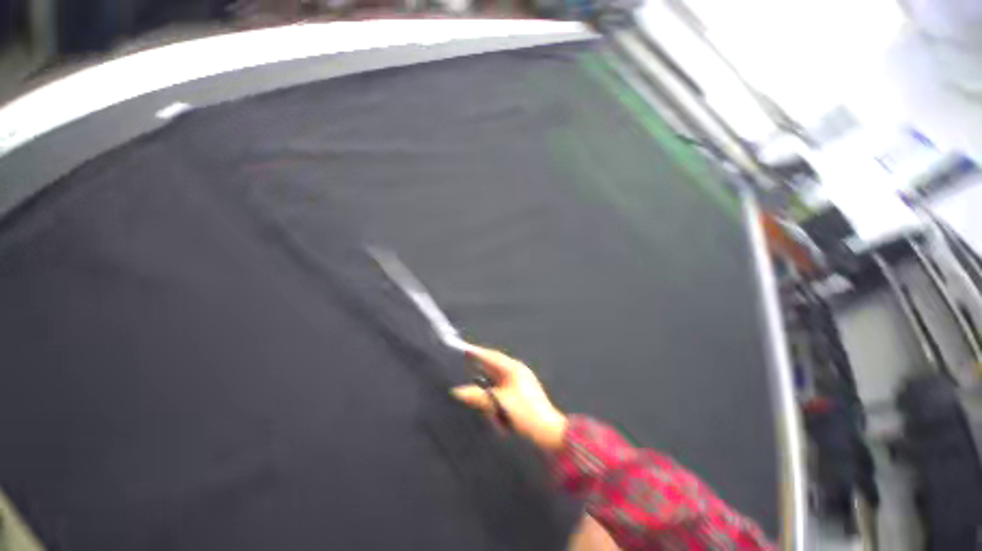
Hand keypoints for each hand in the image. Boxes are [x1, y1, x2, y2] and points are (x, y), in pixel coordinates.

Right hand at [451, 343, 567, 452]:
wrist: (548, 431)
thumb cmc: (524, 413)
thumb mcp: (499, 404)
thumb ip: (477, 396)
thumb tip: (457, 391)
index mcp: (514, 368)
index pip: (492, 356)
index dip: (477, 353)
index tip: (464, 349)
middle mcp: (517, 371)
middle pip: (494, 367)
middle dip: (481, 371)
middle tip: (468, 371)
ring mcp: (520, 381)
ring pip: (497, 379)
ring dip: (488, 389)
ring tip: (480, 395)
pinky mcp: (521, 392)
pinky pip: (503, 388)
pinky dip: (495, 395)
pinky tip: (492, 406)